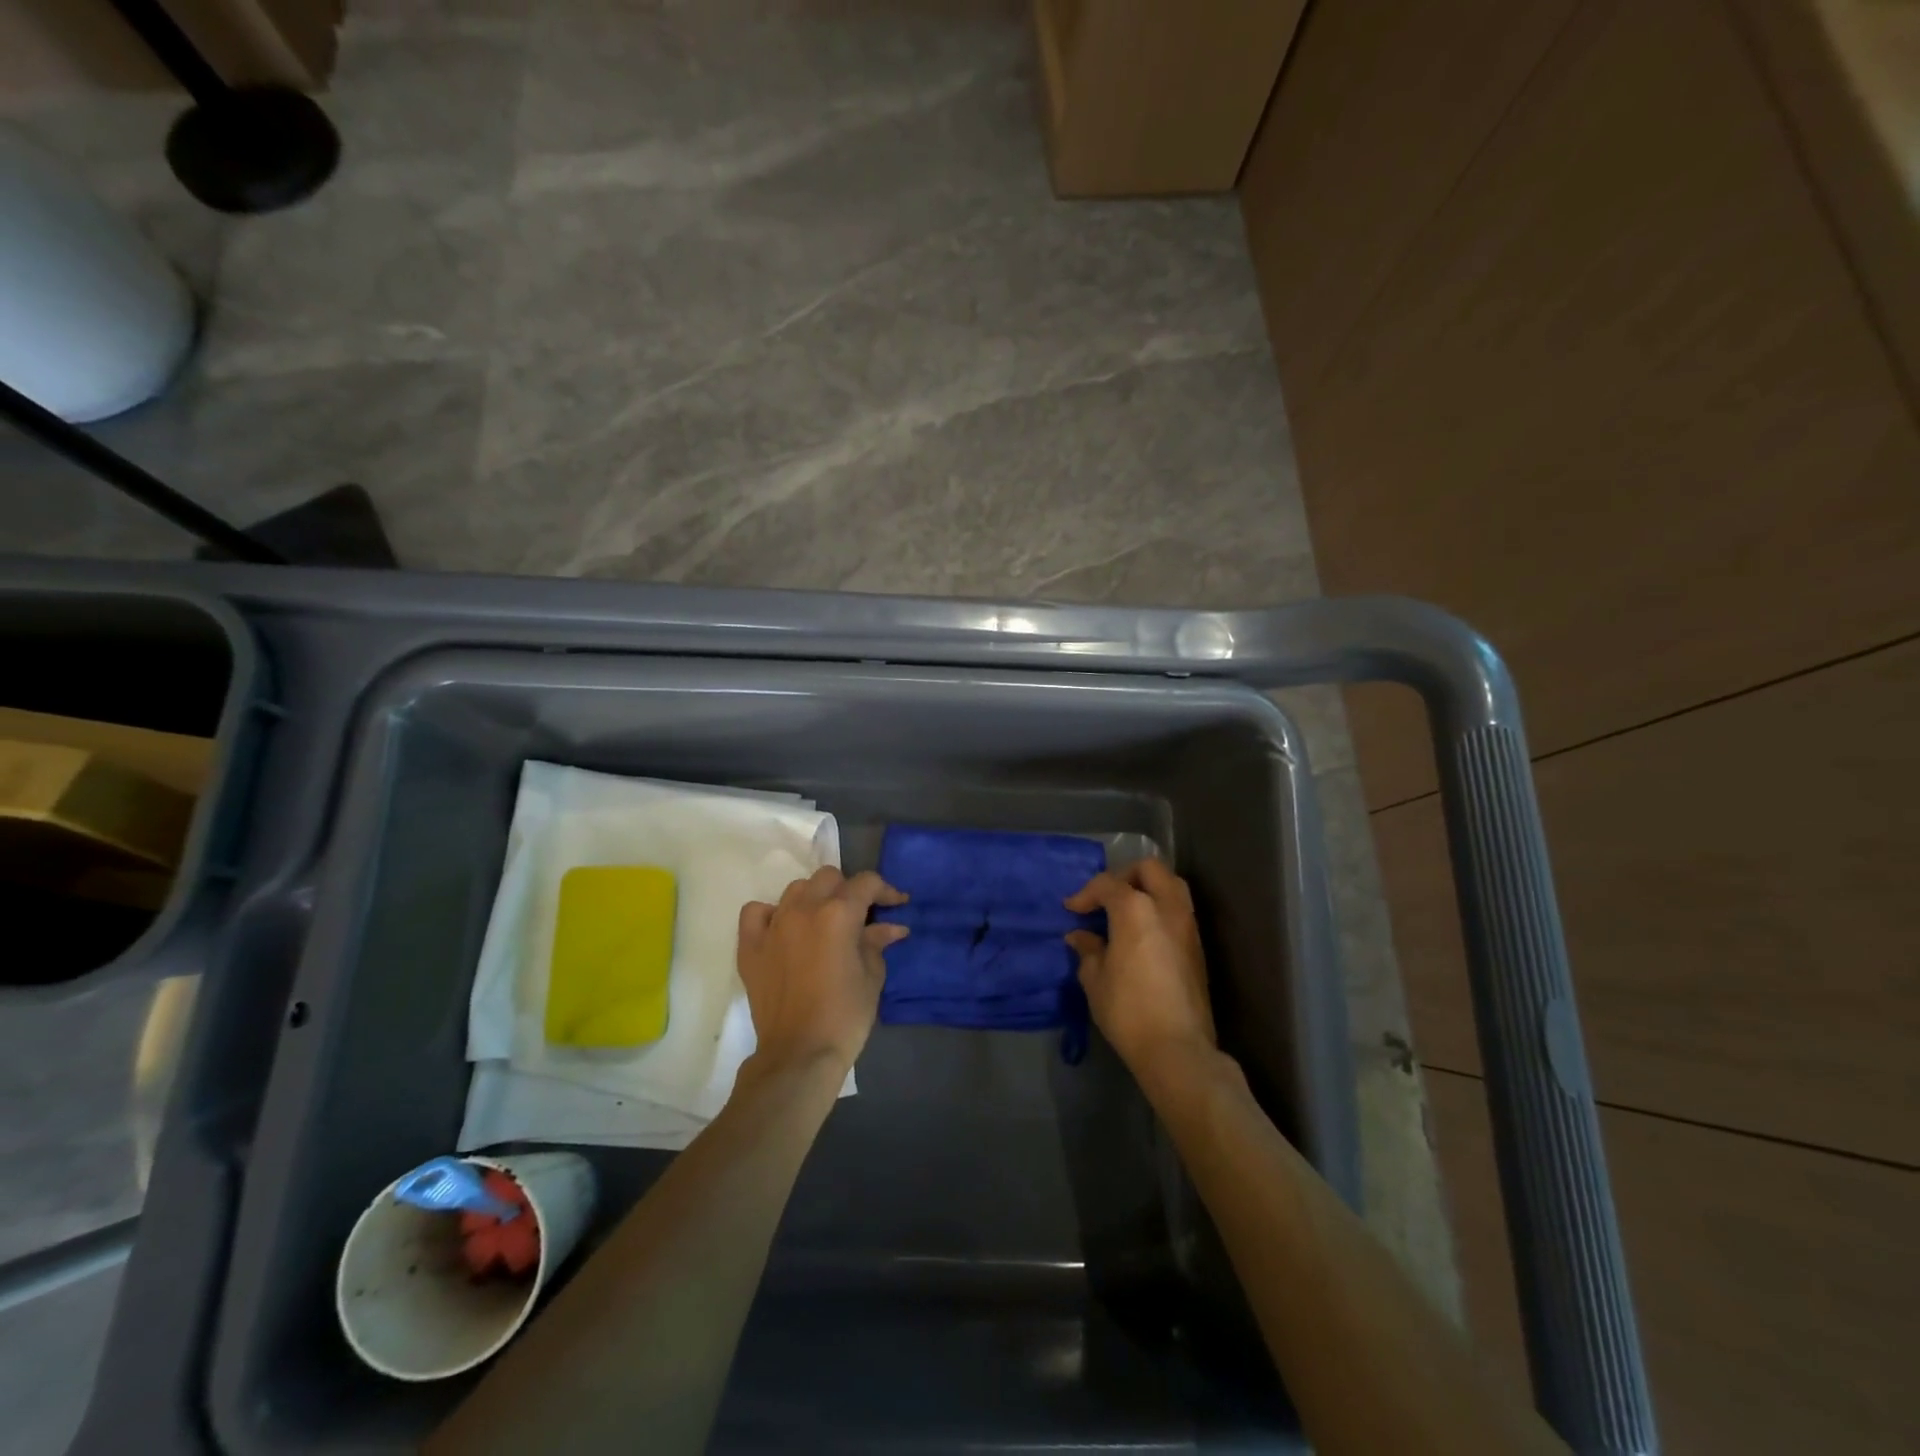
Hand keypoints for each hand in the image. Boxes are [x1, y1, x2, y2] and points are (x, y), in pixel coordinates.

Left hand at [737, 868, 907, 1076]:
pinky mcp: (750, 946)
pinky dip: (772, 913)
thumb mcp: (872, 976)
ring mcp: (773, 925)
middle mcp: (804, 909)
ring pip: (796, 889)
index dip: (885, 890)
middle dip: (849, 890)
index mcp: (838, 914)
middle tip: (860, 915)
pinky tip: (784, 929)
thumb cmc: (845, 1016)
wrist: (799, 1054)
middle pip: (829, 878)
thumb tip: (892, 927)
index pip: (865, 883)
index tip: (897, 905)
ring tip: (824, 921)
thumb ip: (878, 943)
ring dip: (815, 898)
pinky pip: (757, 912)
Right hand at [1065, 860, 1216, 1087]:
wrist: (1177, 1048)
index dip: (1085, 894)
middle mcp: (1167, 907)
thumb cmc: (1128, 1010)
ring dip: (1148, 889)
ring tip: (1125, 911)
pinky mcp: (1198, 946)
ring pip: (1172, 885)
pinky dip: (1160, 909)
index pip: (1108, 884)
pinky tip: (1142, 933)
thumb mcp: (1095, 980)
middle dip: (1124, 876)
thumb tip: (1080, 937)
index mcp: (1136, 909)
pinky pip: (1179, 910)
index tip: (1072, 910)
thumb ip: (1088, 950)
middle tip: (1105, 898)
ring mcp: (1188, 925)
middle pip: (1149, 869)